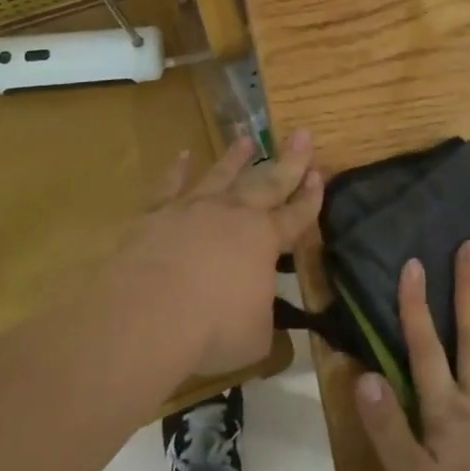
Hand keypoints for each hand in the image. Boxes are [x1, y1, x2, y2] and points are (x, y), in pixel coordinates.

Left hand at [117, 129, 322, 377]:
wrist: (150, 312)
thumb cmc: (213, 328)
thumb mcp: (255, 337)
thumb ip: (262, 319)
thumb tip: (262, 316)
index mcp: (264, 239)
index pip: (296, 215)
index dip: (310, 198)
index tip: (319, 174)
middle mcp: (234, 213)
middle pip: (267, 181)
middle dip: (289, 160)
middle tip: (302, 134)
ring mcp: (194, 208)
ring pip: (221, 175)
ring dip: (235, 158)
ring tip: (247, 139)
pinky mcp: (157, 213)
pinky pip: (169, 185)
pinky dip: (177, 169)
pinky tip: (182, 154)